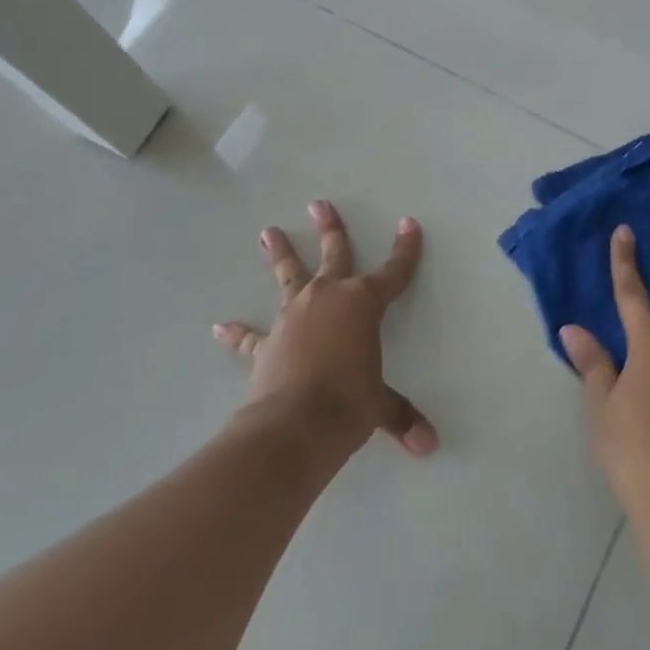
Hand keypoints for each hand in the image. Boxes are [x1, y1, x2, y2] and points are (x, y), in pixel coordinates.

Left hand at [214, 201, 437, 458]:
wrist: (294, 426)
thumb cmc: (349, 404)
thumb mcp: (380, 406)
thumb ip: (401, 417)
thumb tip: (429, 446)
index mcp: (362, 304)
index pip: (393, 272)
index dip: (404, 250)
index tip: (408, 224)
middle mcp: (327, 298)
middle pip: (333, 254)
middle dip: (330, 228)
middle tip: (319, 204)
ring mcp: (293, 317)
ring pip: (288, 276)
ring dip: (281, 254)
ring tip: (268, 233)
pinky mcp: (265, 344)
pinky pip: (250, 335)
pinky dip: (237, 332)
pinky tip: (221, 327)